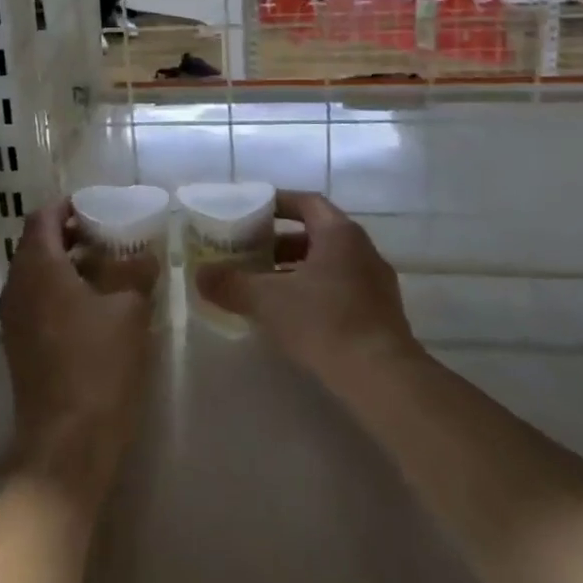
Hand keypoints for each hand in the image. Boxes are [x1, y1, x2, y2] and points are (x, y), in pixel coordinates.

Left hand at [0, 200, 159, 515]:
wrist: (66, 443)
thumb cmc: (98, 365)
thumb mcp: (129, 311)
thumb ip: (136, 273)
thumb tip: (145, 255)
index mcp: (38, 267)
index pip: (43, 217)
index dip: (69, 206)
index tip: (98, 207)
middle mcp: (17, 286)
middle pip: (38, 244)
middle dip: (71, 235)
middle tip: (109, 236)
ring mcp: (13, 318)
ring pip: (37, 274)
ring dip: (68, 265)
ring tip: (108, 270)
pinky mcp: (20, 345)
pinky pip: (37, 301)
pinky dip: (60, 291)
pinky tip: (94, 307)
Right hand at [195, 191, 418, 393]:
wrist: (383, 378)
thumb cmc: (325, 322)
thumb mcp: (268, 300)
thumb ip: (231, 284)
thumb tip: (199, 275)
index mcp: (340, 234)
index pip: (307, 203)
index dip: (277, 203)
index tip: (250, 212)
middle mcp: (363, 250)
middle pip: (316, 234)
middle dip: (280, 242)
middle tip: (250, 252)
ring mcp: (376, 283)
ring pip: (329, 264)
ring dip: (296, 269)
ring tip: (265, 286)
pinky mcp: (381, 314)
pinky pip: (341, 289)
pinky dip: (314, 292)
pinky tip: (292, 315)